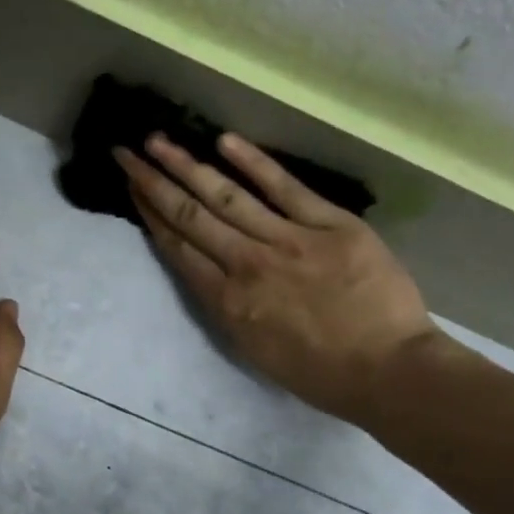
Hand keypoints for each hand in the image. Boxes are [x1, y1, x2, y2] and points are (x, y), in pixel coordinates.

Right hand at [116, 131, 439, 425]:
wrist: (387, 371)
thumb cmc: (319, 373)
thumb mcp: (254, 350)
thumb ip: (227, 307)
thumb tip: (208, 272)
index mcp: (228, 302)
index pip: (179, 250)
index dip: (151, 216)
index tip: (132, 190)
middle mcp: (247, 265)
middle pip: (190, 217)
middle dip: (154, 182)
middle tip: (126, 152)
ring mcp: (288, 241)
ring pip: (226, 197)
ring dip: (187, 166)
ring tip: (157, 140)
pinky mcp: (329, 225)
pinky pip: (285, 188)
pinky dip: (254, 163)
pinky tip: (224, 142)